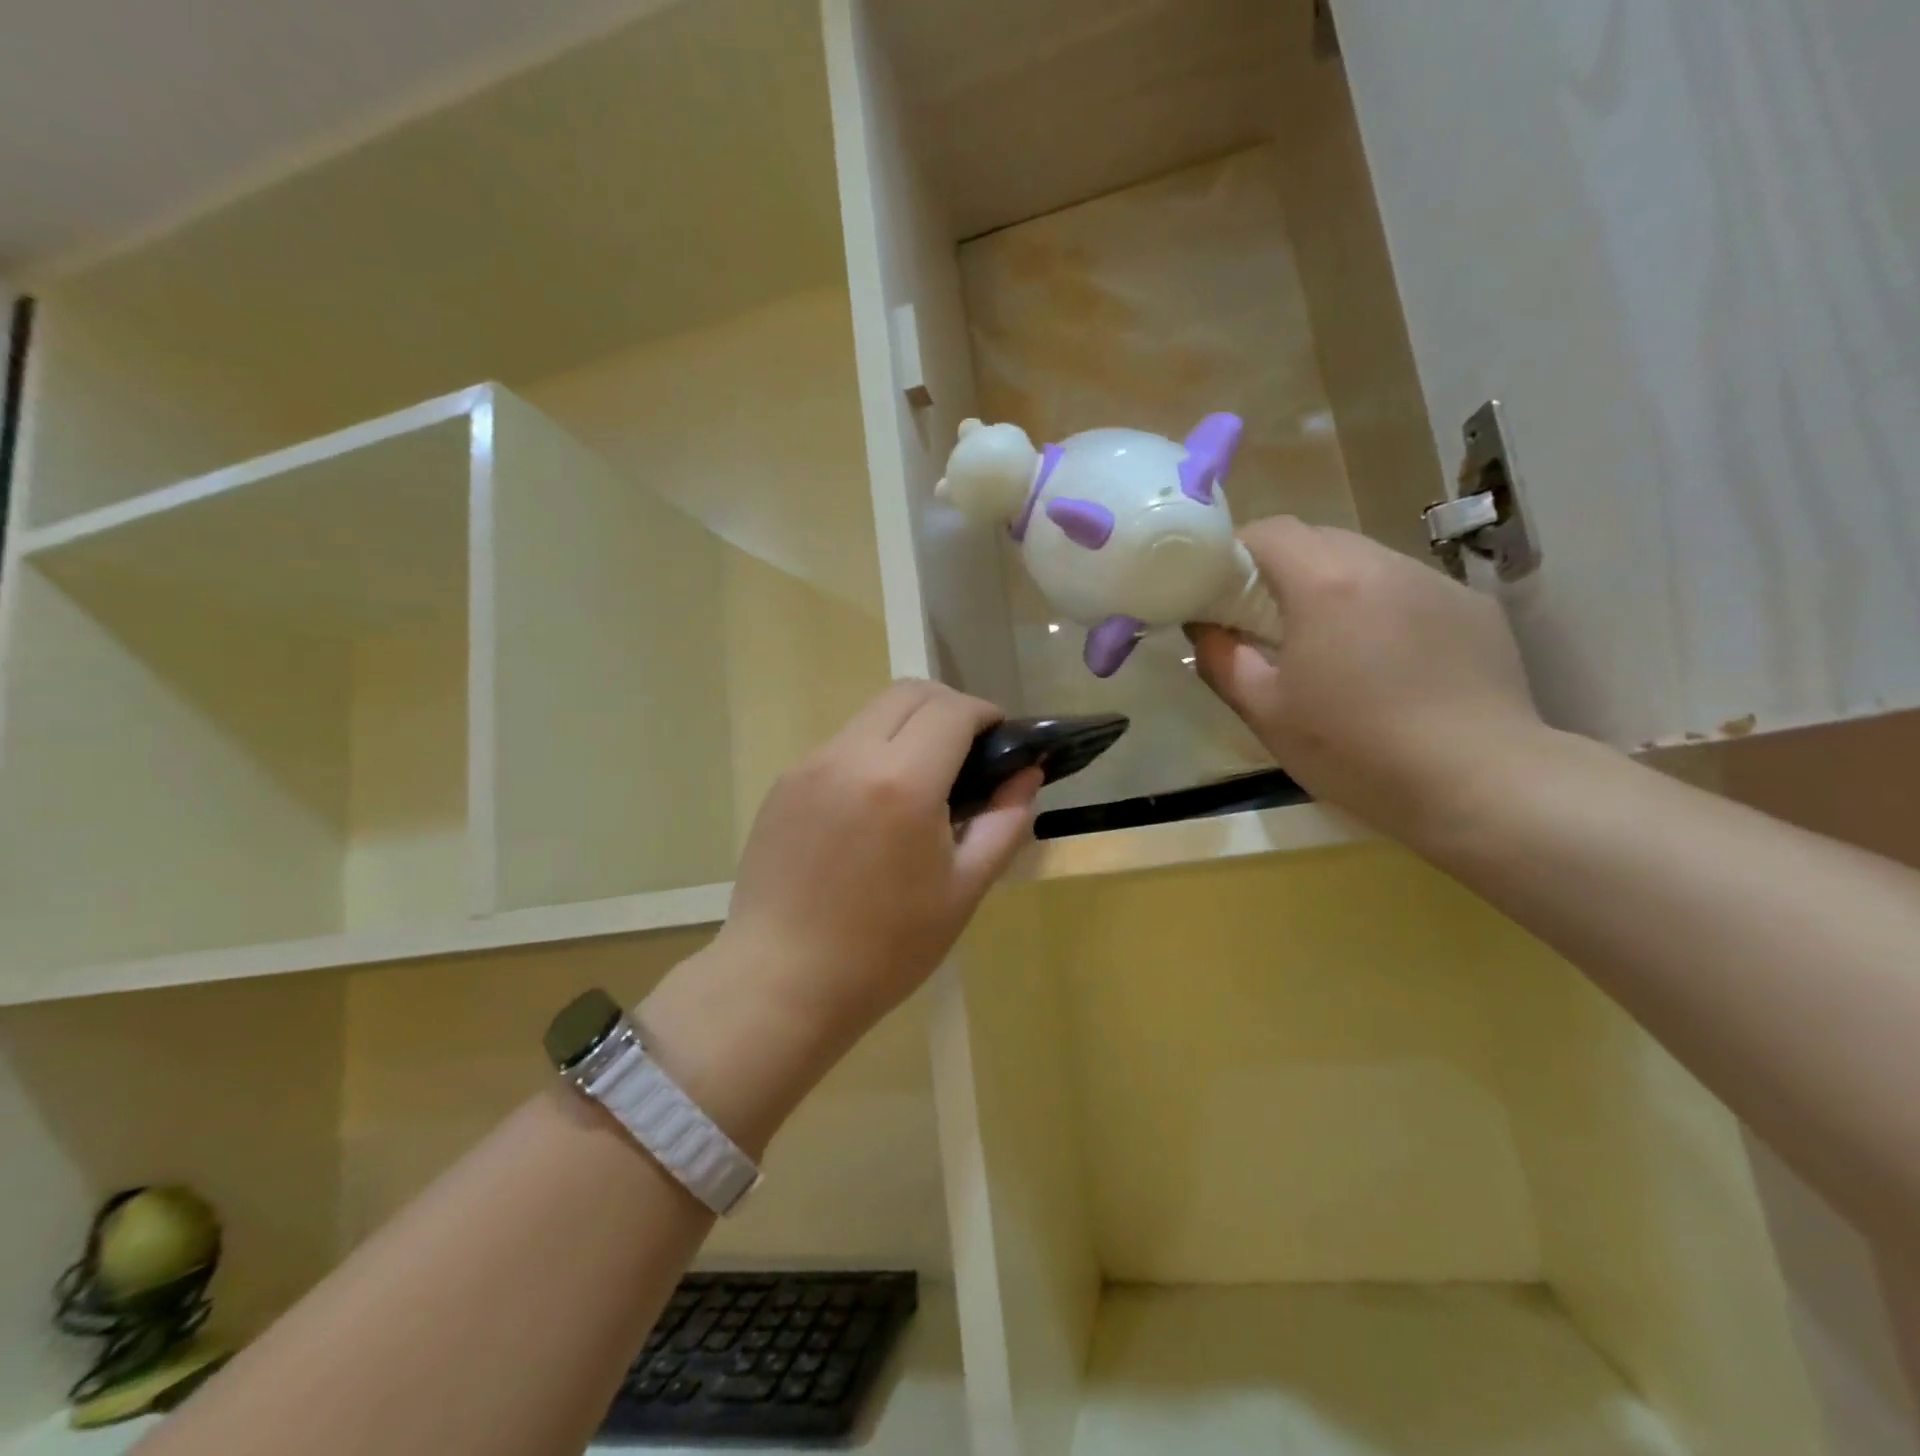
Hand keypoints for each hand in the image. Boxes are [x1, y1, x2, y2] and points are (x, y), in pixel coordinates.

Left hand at [714, 680, 1041, 1049]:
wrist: (782, 982)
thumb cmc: (886, 948)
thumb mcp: (963, 890)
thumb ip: (1004, 823)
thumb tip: (1026, 775)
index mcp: (902, 782)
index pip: (953, 709)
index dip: (986, 714)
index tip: (1002, 740)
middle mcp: (850, 756)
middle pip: (908, 692)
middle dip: (949, 707)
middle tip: (969, 752)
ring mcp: (808, 766)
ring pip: (870, 715)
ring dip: (907, 728)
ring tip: (921, 783)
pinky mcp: (782, 784)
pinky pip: (839, 747)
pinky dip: (871, 753)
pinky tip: (874, 808)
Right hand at [1189, 517, 1546, 843]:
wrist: (1479, 783)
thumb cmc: (1354, 749)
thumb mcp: (1266, 713)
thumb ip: (1222, 661)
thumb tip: (1206, 629)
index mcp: (1325, 583)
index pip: (1268, 531)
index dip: (1235, 552)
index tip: (1220, 591)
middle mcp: (1383, 564)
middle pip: (1317, 539)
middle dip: (1280, 569)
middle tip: (1264, 621)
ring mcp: (1436, 583)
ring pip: (1366, 561)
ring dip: (1332, 587)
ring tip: (1328, 644)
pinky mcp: (1473, 609)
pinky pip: (1408, 589)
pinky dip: (1380, 607)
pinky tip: (1387, 662)